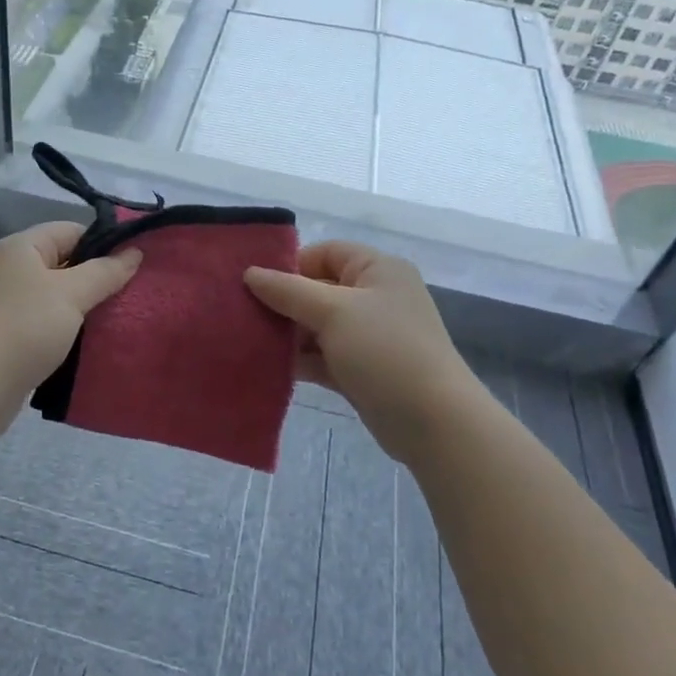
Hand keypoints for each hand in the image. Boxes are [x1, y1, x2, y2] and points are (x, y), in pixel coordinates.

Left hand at [0, 223, 141, 436]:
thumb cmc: (23, 328)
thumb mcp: (71, 294)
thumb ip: (105, 272)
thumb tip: (134, 252)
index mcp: (21, 248)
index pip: (72, 231)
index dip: (104, 244)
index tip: (135, 266)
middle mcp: (10, 270)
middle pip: (64, 264)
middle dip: (97, 279)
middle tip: (133, 297)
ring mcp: (6, 305)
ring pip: (56, 298)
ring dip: (83, 310)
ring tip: (118, 322)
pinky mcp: (7, 338)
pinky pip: (45, 325)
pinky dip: (66, 332)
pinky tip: (89, 346)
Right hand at [245, 242, 478, 464]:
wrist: (433, 422)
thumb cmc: (384, 351)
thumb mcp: (333, 311)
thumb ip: (288, 290)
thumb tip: (250, 273)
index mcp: (377, 270)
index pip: (326, 252)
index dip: (291, 266)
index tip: (254, 286)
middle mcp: (375, 297)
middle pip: (318, 289)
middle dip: (282, 303)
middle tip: (243, 316)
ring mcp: (369, 336)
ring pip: (317, 326)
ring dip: (287, 334)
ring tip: (248, 343)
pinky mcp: (362, 370)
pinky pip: (322, 356)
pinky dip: (299, 360)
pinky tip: (268, 368)